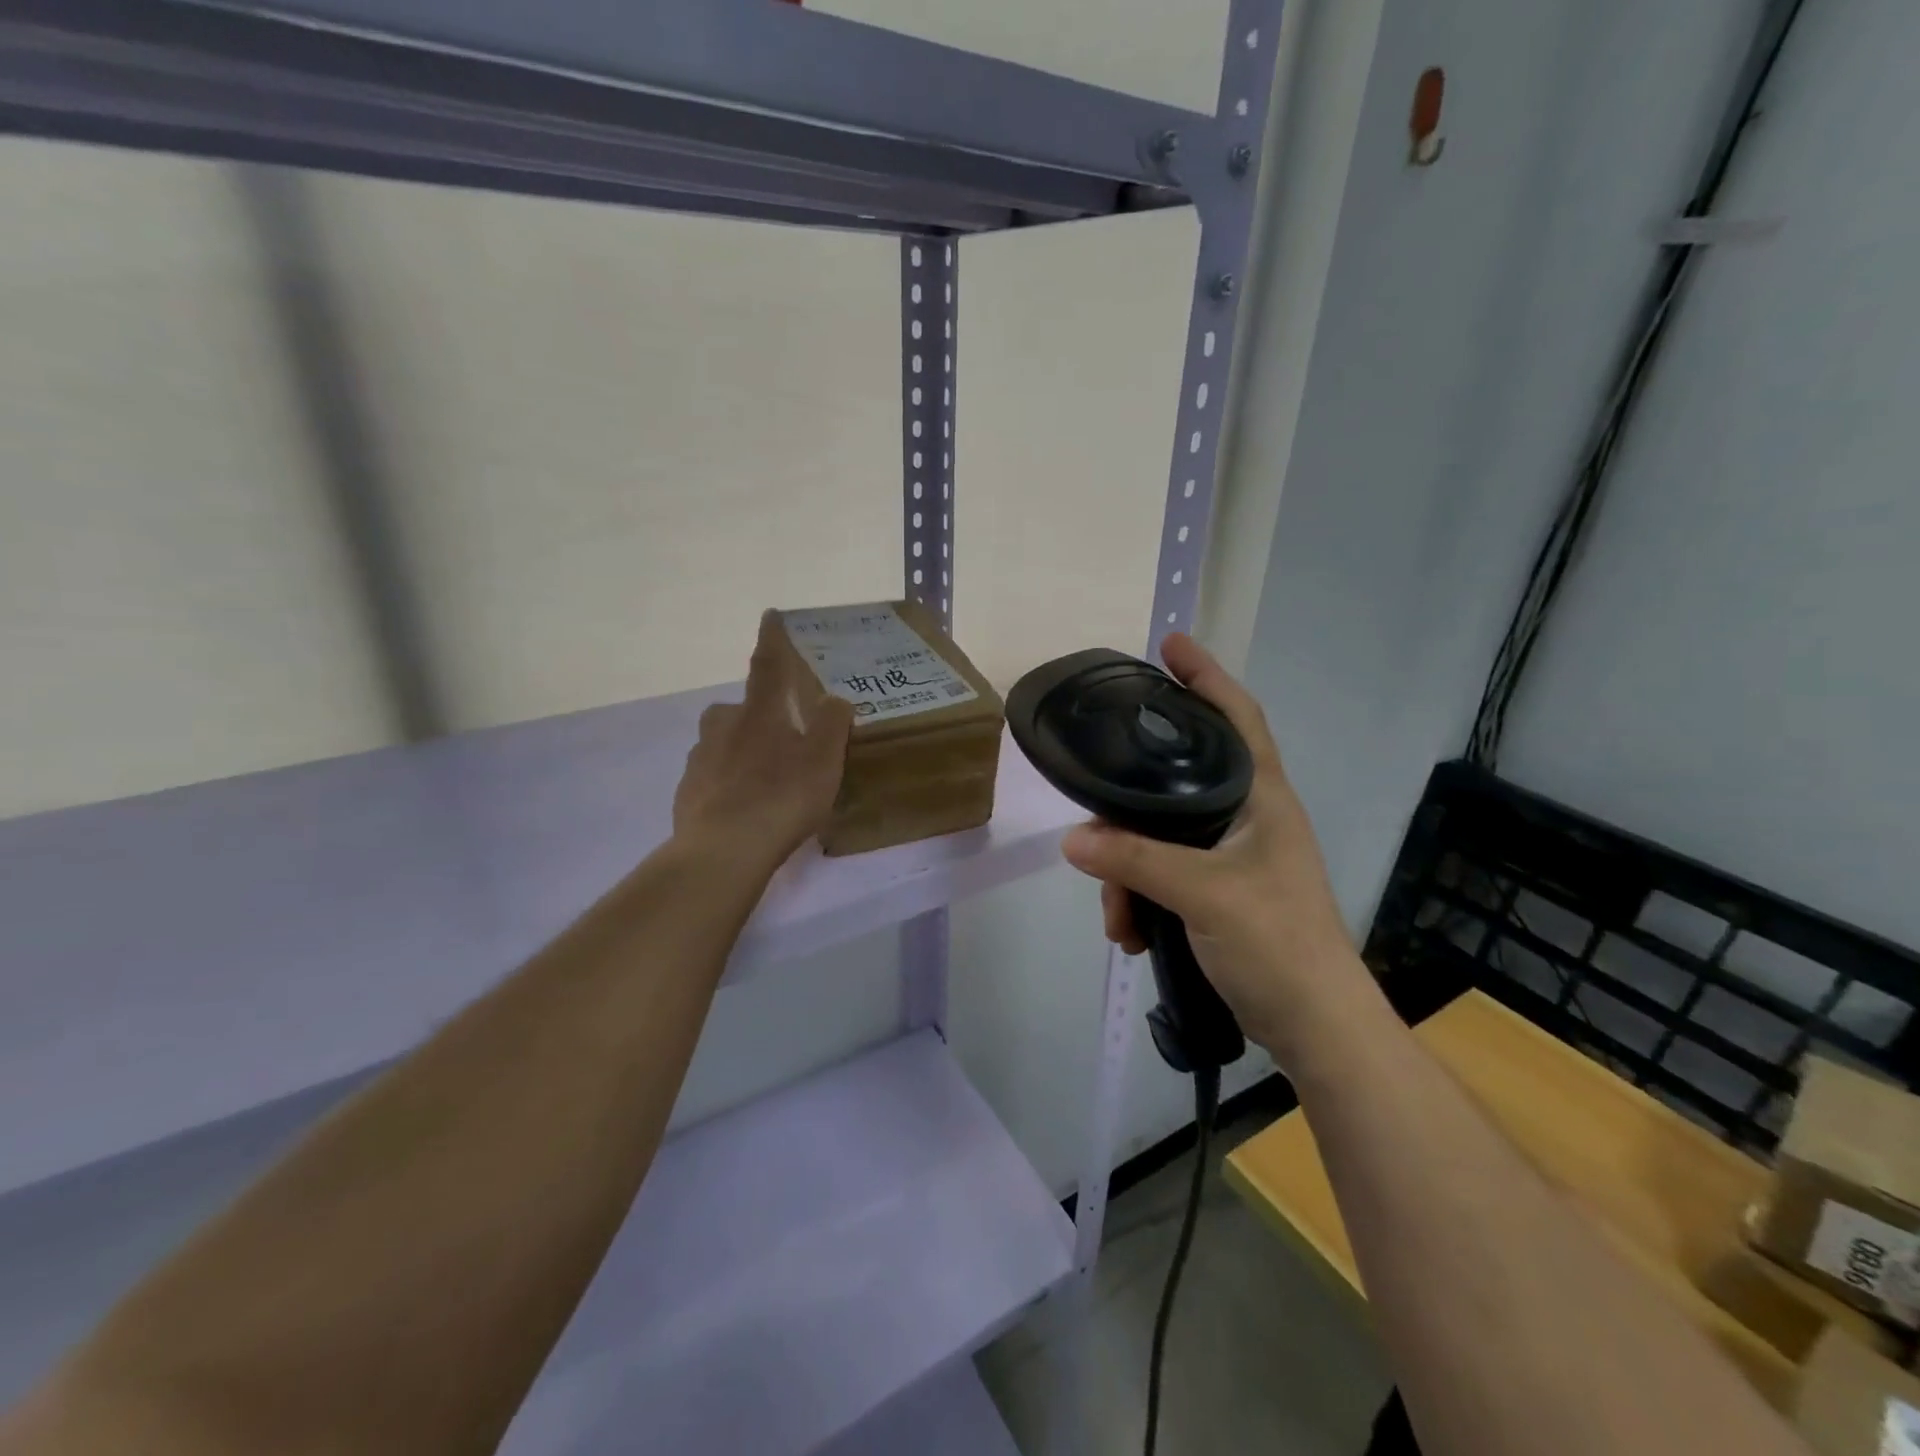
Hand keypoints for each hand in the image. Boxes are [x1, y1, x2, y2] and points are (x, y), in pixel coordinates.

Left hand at [674, 611, 854, 868]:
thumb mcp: (824, 760)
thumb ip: (832, 723)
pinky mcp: (687, 792)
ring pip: (721, 743)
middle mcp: (723, 727)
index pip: (768, 665)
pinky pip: (711, 776)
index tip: (771, 615)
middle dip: (756, 714)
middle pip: (737, 709)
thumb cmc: (782, 798)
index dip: (773, 639)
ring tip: (763, 780)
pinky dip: (726, 783)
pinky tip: (742, 808)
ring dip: (740, 750)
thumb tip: (834, 699)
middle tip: (778, 737)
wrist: (723, 849)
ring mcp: (700, 759)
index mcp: (759, 713)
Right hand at [1059, 634, 1365, 1060]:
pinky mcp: (1219, 894)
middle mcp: (1247, 818)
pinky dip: (1140, 900)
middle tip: (1097, 808)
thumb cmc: (1278, 944)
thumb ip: (1137, 861)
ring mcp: (1233, 858)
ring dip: (1128, 873)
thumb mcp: (1204, 894)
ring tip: (1118, 918)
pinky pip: (1163, 877)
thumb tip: (1072, 840)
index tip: (1169, 644)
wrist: (1315, 1027)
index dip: (1206, 676)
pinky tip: (1131, 934)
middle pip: (1178, 782)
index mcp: (1261, 798)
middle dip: (1131, 805)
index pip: (1237, 717)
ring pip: (1160, 838)